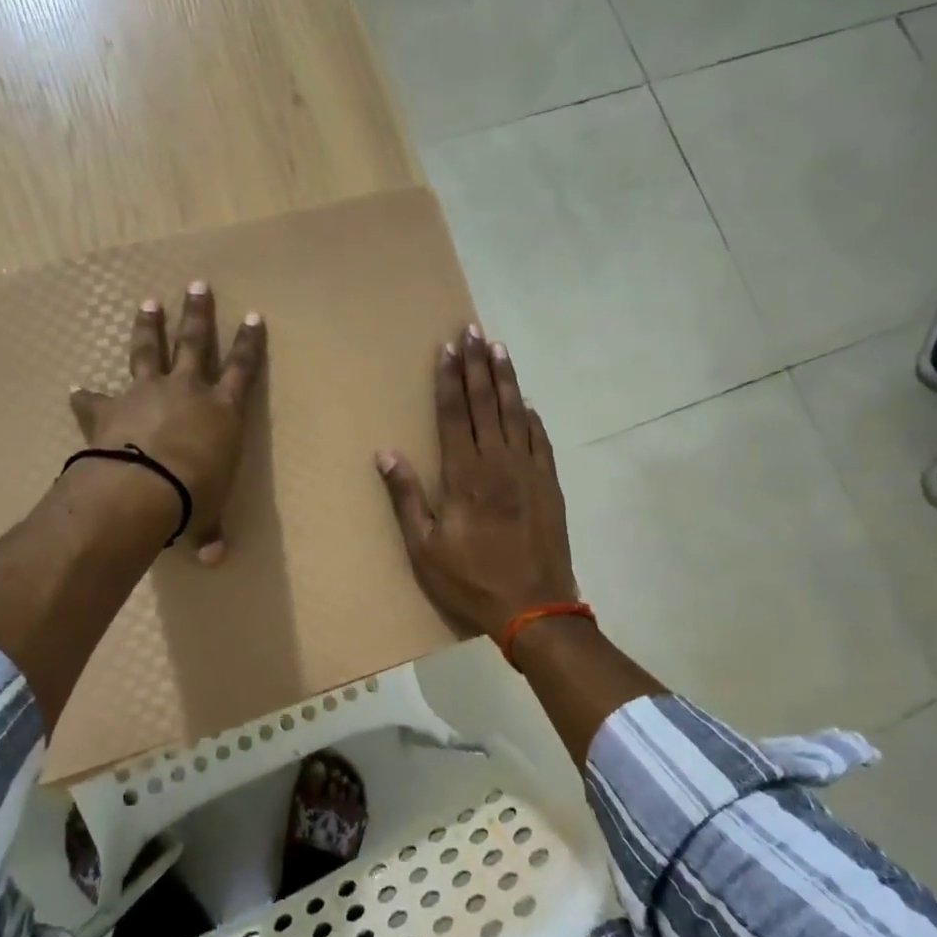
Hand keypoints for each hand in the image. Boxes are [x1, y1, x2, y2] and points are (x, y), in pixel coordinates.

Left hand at [69, 282, 265, 563]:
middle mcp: (187, 391)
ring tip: (147, 302)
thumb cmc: (192, 498)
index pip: (243, 369)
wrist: (142, 489)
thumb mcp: (205, 516)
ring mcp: (146, 393)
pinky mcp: (109, 407)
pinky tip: (77, 389)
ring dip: (148, 327)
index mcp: (222, 411)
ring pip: (148, 351)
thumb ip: (207, 531)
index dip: (249, 343)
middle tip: (196, 286)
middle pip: (194, 343)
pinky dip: (87, 396)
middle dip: (198, 314)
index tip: (253, 316)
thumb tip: (212, 558)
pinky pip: (96, 398)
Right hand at [376, 325, 577, 637]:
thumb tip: (386, 452)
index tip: (447, 348)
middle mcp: (498, 462)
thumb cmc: (471, 579)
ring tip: (499, 349)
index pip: (455, 414)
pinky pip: (540, 440)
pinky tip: (527, 402)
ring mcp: (528, 471)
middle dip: (476, 365)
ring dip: (506, 380)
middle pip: (485, 403)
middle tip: (472, 331)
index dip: (449, 379)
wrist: (534, 606)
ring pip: (515, 413)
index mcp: (464, 475)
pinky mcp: (550, 484)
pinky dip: (532, 417)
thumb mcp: (424, 547)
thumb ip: (406, 497)